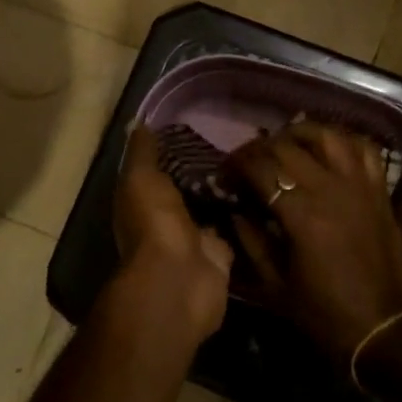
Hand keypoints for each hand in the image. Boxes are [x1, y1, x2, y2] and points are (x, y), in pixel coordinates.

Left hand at [111, 125, 233, 338]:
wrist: (181, 279)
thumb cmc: (154, 223)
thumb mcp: (141, 178)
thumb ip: (142, 152)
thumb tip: (139, 123)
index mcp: (142, 201)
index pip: (159, 169)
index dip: (174, 149)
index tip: (200, 125)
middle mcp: (166, 219)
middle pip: (188, 188)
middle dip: (206, 169)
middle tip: (236, 139)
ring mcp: (195, 239)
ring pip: (212, 207)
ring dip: (227, 190)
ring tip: (253, 159)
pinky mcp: (221, 254)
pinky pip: (233, 228)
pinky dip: (244, 214)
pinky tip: (262, 190)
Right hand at [226, 123, 401, 365]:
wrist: (381, 329)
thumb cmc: (323, 313)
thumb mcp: (274, 285)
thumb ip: (251, 241)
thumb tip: (235, 209)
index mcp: (302, 214)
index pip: (260, 168)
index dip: (236, 165)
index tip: (224, 174)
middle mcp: (331, 189)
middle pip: (288, 146)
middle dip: (259, 148)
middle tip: (247, 161)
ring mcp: (360, 186)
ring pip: (328, 136)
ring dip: (301, 133)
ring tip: (285, 142)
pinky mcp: (379, 192)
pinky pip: (365, 150)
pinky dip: (345, 141)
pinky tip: (329, 148)